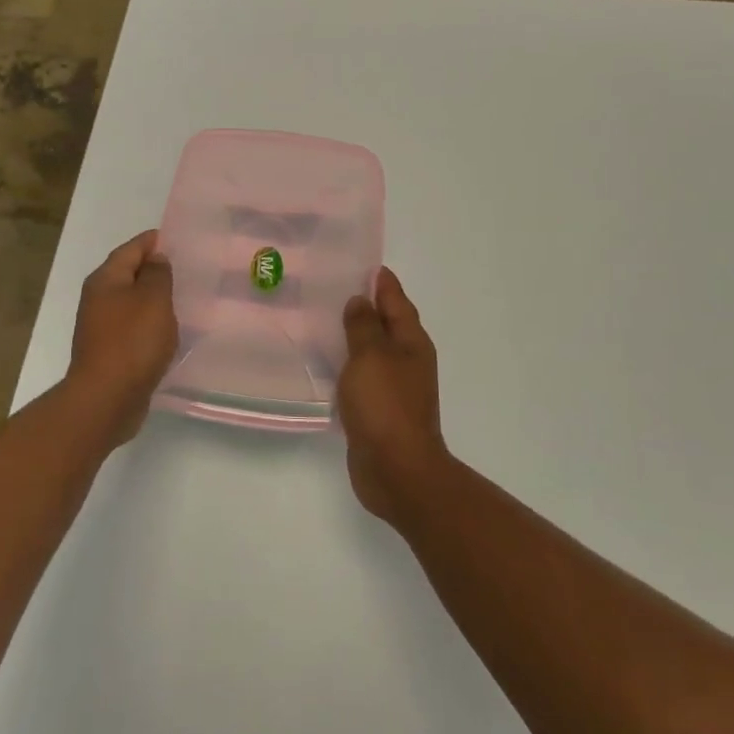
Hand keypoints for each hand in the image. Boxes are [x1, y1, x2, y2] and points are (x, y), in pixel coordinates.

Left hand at [67, 230, 177, 439]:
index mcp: (106, 280)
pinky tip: (170, 330)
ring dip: (154, 299)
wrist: (106, 399)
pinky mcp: (110, 351)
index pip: (131, 249)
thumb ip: (157, 275)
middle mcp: (98, 299)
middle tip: (187, 268)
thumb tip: (155, 258)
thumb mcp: (153, 300)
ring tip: (184, 298)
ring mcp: (102, 327)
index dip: (154, 241)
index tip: (179, 239)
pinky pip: (134, 328)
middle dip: (155, 270)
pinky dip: (151, 324)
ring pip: (132, 303)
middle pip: (129, 274)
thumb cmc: (132, 342)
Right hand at [338, 268, 451, 522]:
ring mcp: (394, 387)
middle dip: (365, 306)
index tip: (362, 264)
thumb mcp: (371, 356)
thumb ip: (363, 326)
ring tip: (322, 321)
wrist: (396, 469)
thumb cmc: (385, 405)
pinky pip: (361, 376)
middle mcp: (407, 360)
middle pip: (386, 324)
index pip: (396, 301)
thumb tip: (360, 301)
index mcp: (411, 342)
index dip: (381, 282)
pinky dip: (347, 364)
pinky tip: (325, 364)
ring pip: (372, 351)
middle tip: (332, 288)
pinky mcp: (378, 410)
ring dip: (353, 336)